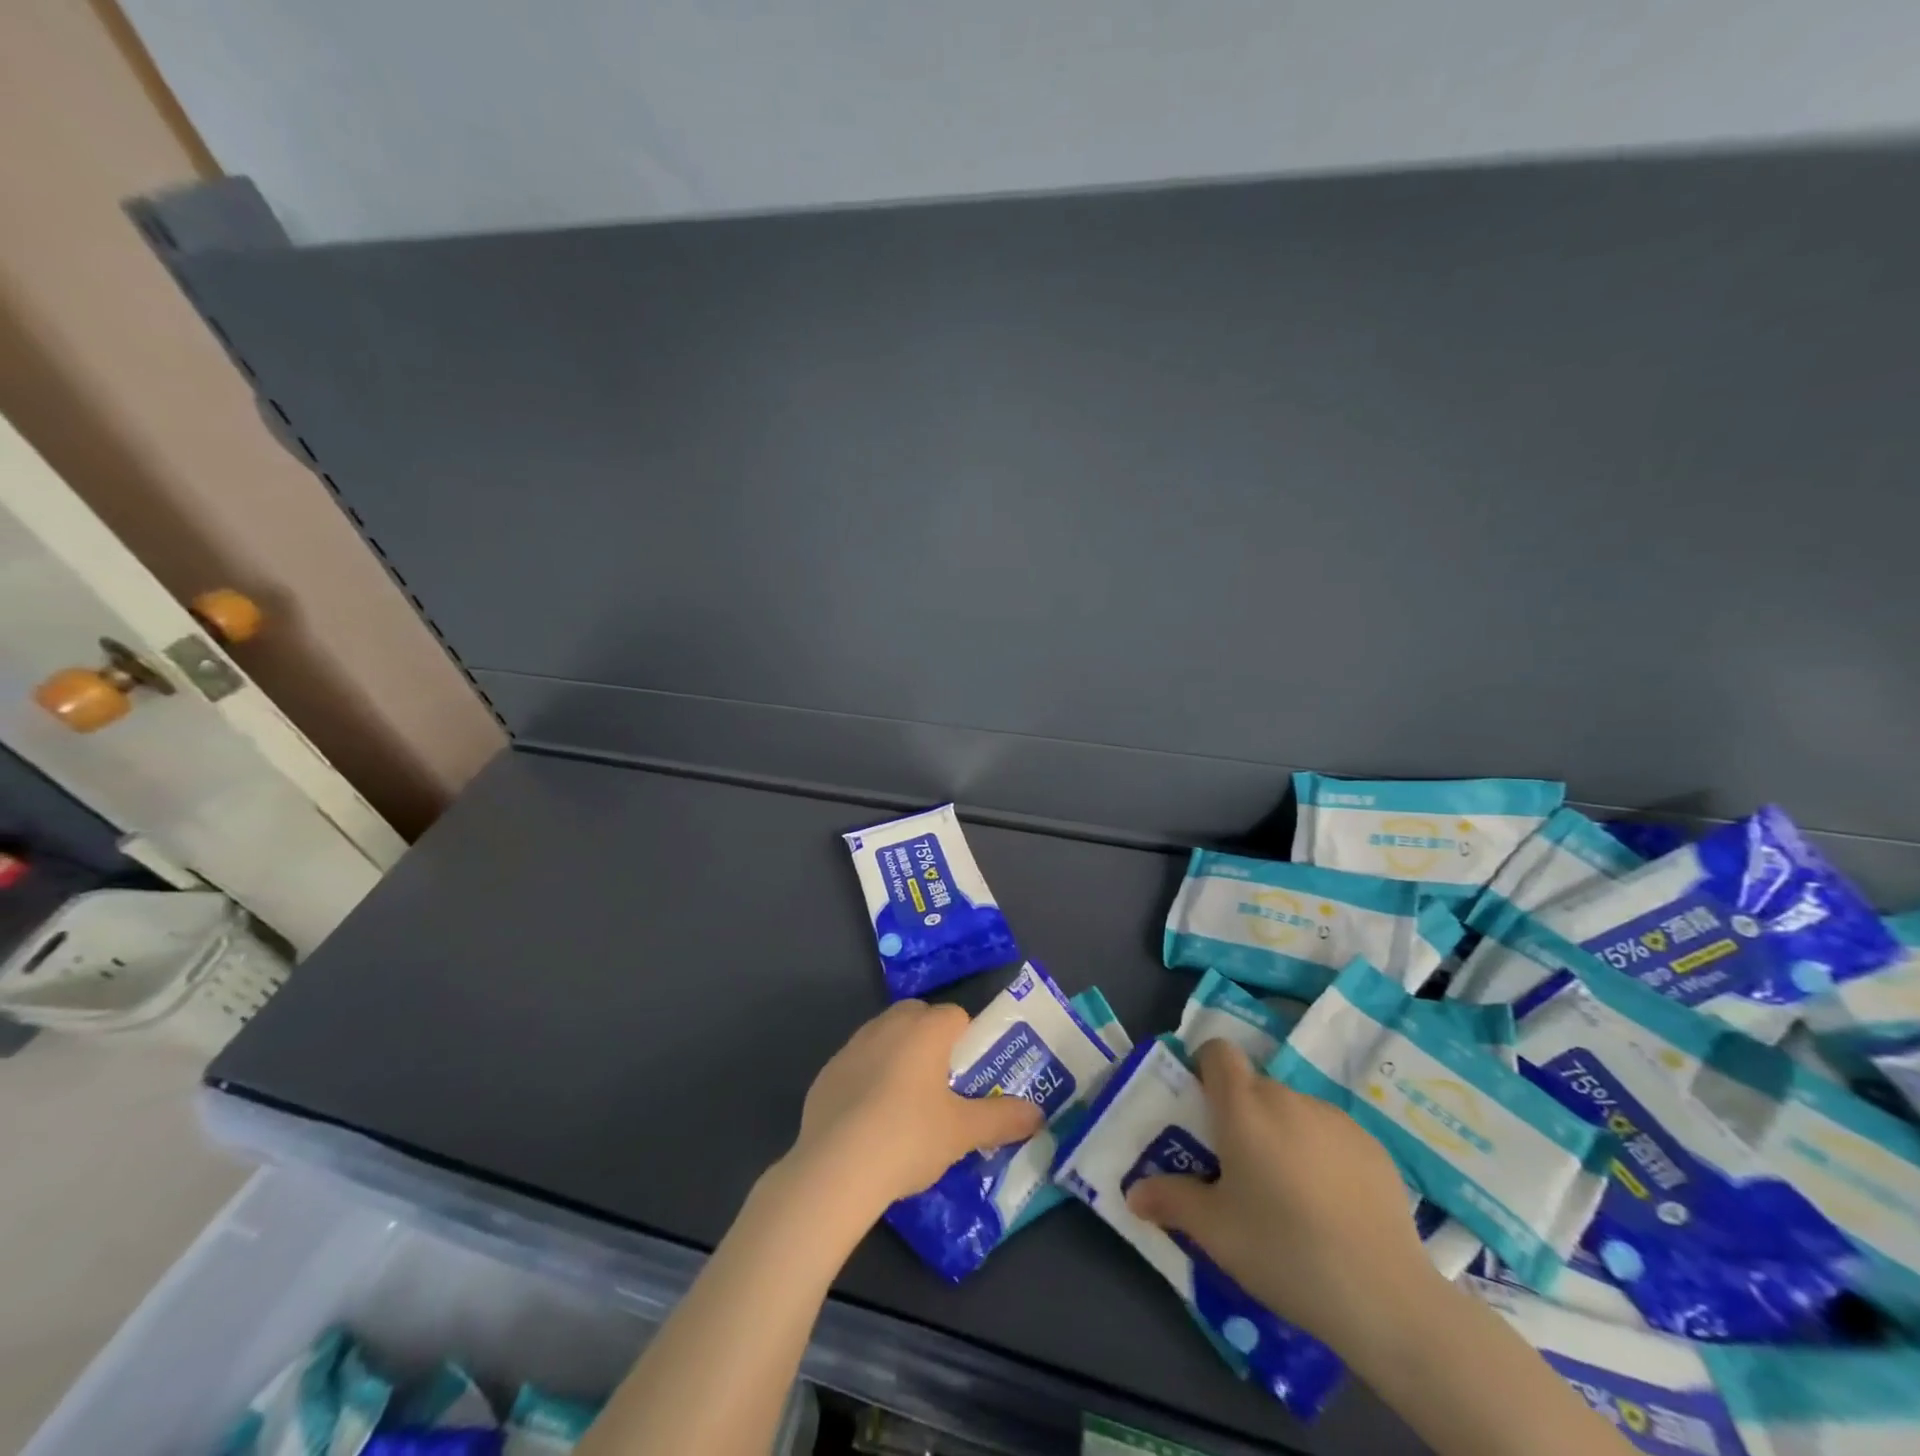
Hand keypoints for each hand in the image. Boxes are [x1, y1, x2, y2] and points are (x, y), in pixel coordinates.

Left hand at [784, 1000, 1042, 1224]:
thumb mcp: (963, 1132)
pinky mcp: (827, 1072)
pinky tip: (870, 1122)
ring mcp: (852, 1046)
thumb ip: (1003, 1118)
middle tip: (942, 1089)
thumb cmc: (909, 1137)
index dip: (967, 1041)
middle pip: (918, 1017)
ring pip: (886, 1037)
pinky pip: (858, 1064)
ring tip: (907, 1107)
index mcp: (925, 1029)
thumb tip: (1038, 1115)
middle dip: (932, 1042)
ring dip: (899, 1057)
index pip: (956, 1015)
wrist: (835, 1168)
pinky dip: (868, 1080)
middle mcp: (888, 1025)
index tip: (969, 1077)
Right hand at [1126, 1037, 1438, 1354]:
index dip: (1205, 1069)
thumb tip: (1134, 1192)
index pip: (1217, 1051)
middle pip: (1254, 1086)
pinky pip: (1331, 1136)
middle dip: (1241, 1115)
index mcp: (1243, 1106)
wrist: (1385, 1296)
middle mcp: (1287, 1097)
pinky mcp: (1373, 1147)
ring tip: (1289, 1195)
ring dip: (1282, 1135)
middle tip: (1239, 1169)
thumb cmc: (1283, 1250)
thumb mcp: (1214, 1231)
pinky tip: (1332, 1209)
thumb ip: (1170, 1200)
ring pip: (1293, 1112)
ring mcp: (1335, 1119)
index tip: (1202, 1110)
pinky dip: (1321, 1155)